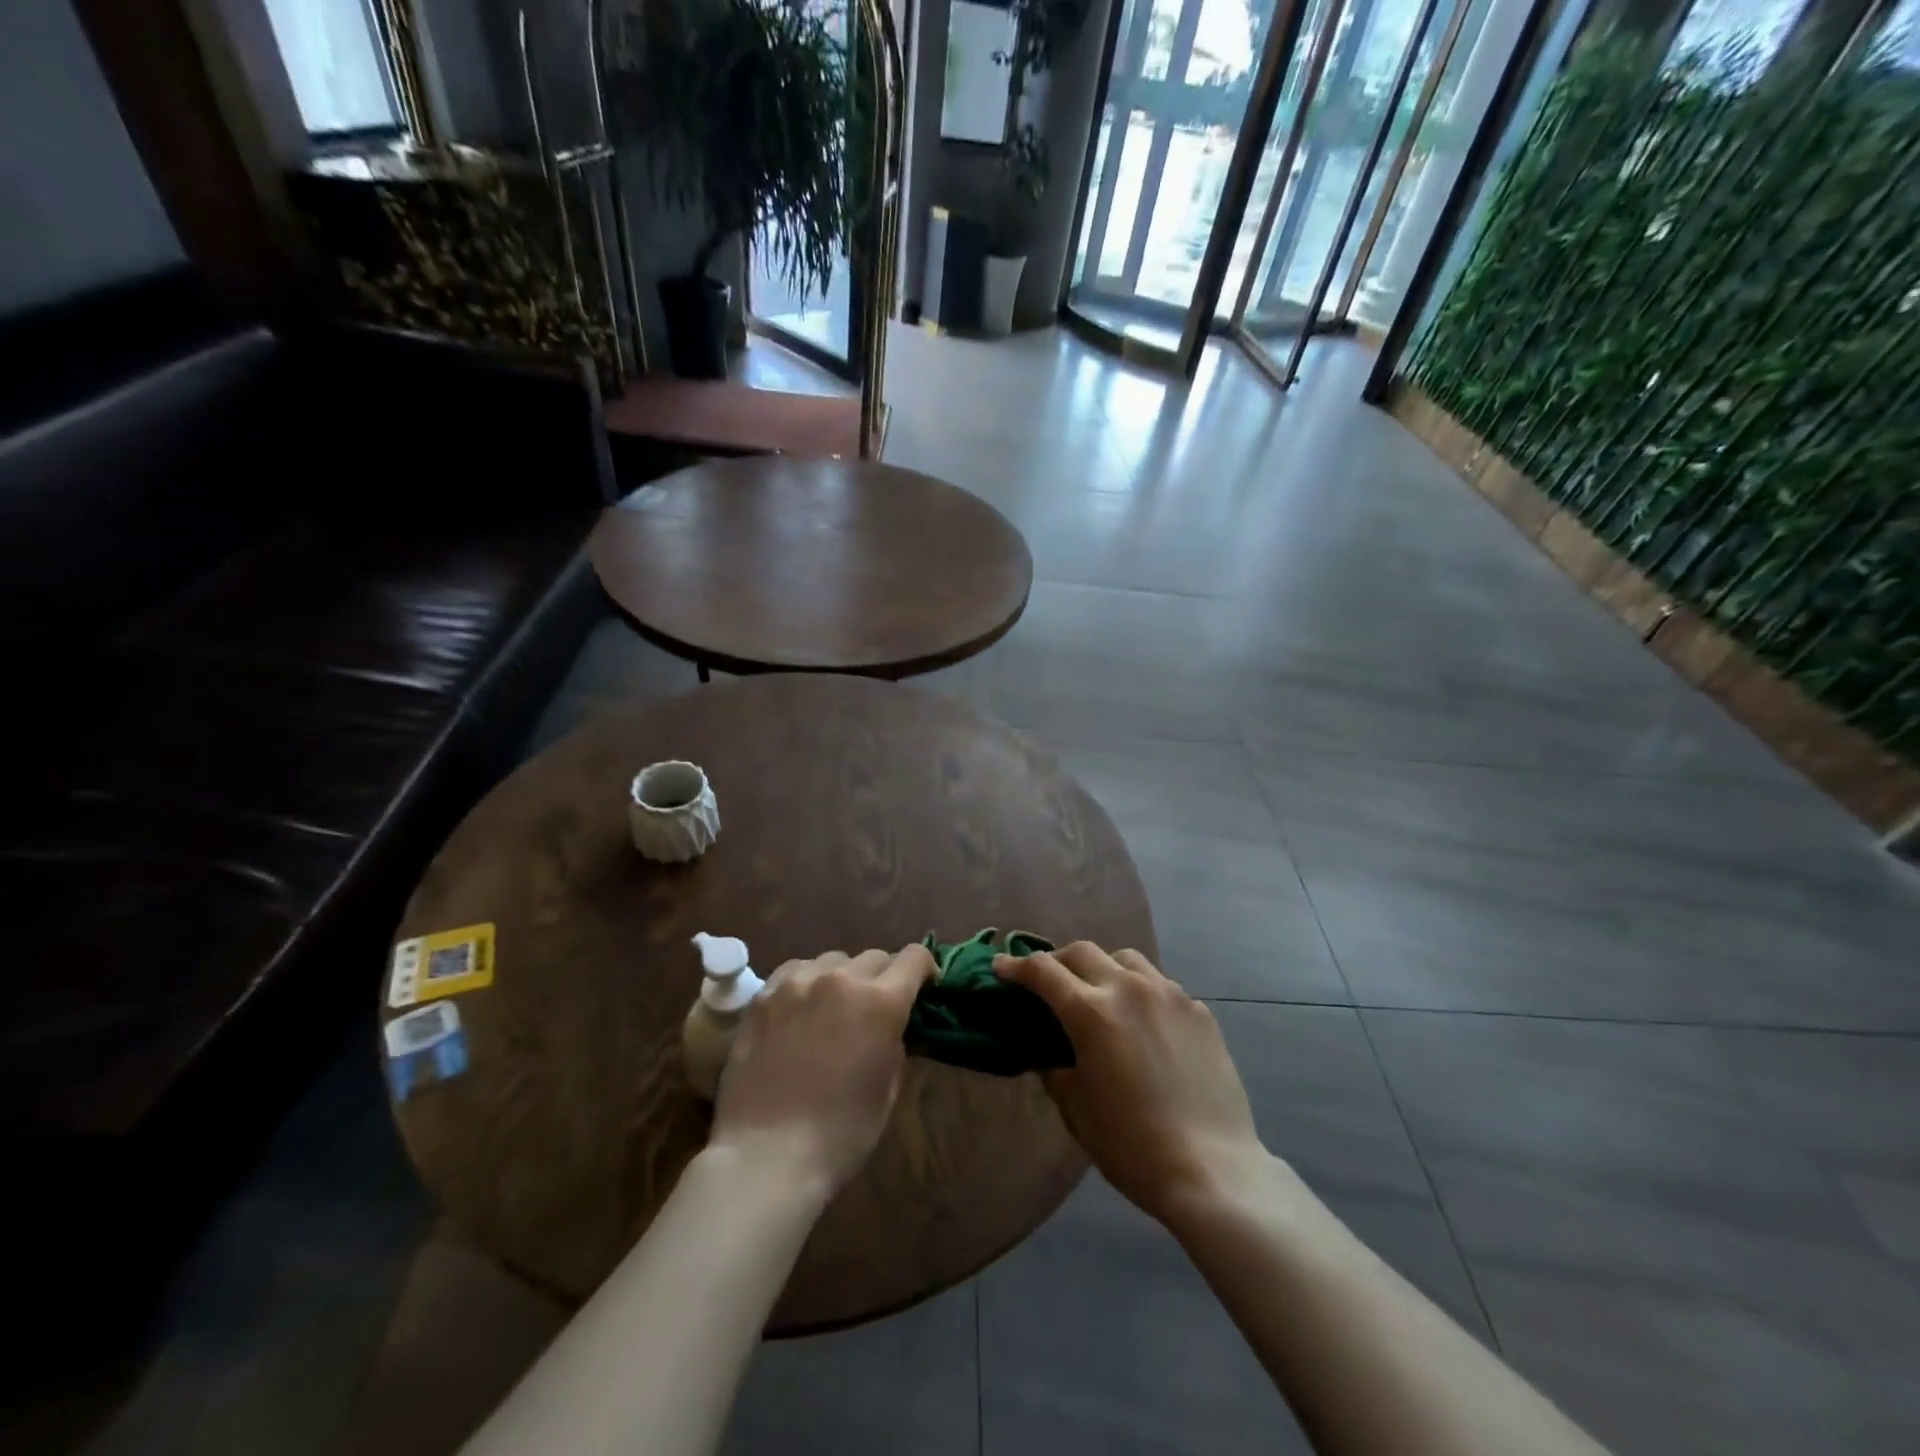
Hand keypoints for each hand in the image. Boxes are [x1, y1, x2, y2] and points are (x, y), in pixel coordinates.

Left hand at [709, 946, 936, 1197]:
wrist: (767, 1154)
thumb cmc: (841, 1133)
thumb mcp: (888, 1089)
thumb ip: (896, 1043)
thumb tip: (893, 1026)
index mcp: (882, 1001)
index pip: (914, 957)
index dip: (924, 970)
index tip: (924, 989)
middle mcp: (842, 978)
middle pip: (875, 957)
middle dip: (884, 978)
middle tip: (876, 1008)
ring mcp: (798, 982)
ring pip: (834, 960)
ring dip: (844, 978)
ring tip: (835, 1008)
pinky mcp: (764, 994)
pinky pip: (795, 970)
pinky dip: (807, 981)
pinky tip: (801, 1008)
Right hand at [995, 942, 1265, 1224]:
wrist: (1212, 1169)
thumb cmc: (1131, 1146)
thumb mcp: (1076, 1110)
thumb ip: (1056, 1069)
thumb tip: (1050, 1052)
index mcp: (1090, 1012)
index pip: (1043, 971)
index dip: (1016, 966)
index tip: (1001, 967)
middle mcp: (1128, 988)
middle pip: (1082, 952)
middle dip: (1058, 962)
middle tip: (1048, 982)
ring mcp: (1168, 995)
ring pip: (1126, 959)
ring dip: (1103, 968)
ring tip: (1100, 993)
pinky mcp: (1198, 1010)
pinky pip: (1160, 985)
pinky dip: (1140, 991)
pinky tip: (1143, 1022)